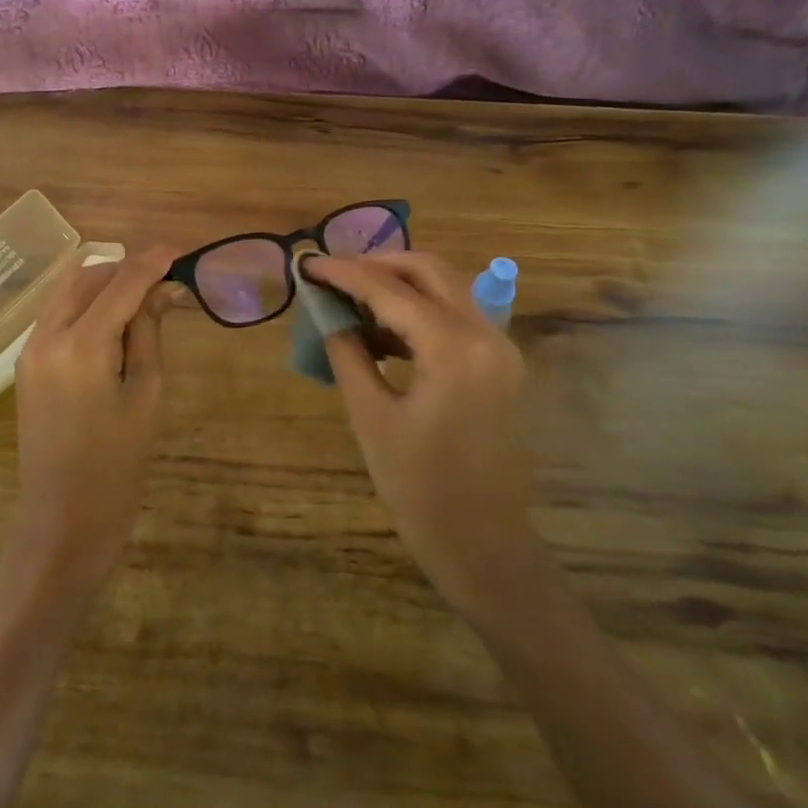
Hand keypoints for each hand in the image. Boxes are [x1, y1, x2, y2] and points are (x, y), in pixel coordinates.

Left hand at [8, 246, 176, 596]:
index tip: (176, 248)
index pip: (120, 284)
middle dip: (123, 269)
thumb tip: (161, 291)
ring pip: (66, 292)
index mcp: (81, 345)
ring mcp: (30, 350)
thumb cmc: (118, 465)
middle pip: (85, 277)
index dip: (150, 262)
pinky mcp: (26, 365)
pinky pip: (57, 315)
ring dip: (102, 284)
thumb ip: (148, 333)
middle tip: (162, 278)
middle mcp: (46, 336)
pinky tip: (113, 319)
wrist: (63, 521)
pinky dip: (85, 305)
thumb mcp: (146, 394)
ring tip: (141, 296)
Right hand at [305, 252, 539, 617]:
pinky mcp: (499, 364)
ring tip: (349, 299)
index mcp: (454, 348)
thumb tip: (325, 311)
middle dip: (376, 265)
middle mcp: (485, 334)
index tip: (308, 264)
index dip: (344, 273)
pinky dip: (417, 309)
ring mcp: (499, 348)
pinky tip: (381, 329)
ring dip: (398, 284)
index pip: (390, 290)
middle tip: (332, 276)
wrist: (483, 544)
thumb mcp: (371, 416)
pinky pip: (455, 315)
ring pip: (445, 288)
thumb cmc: (419, 487)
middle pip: (427, 270)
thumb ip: (347, 352)